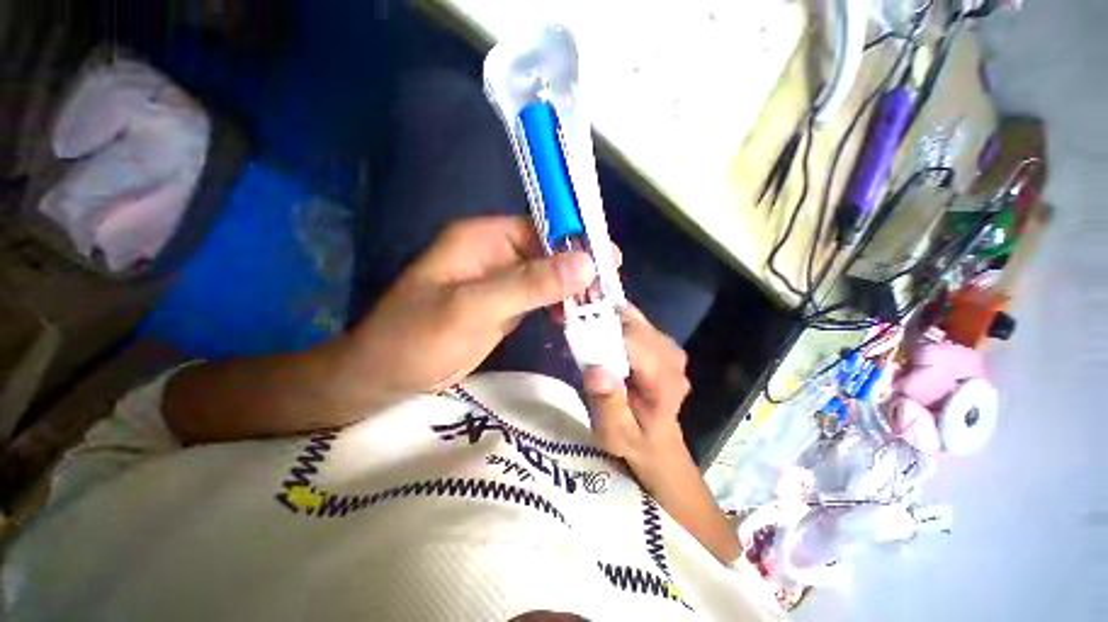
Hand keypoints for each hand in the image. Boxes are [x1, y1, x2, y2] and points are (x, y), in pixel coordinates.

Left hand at [345, 216, 595, 399]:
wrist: (387, 376)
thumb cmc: (418, 337)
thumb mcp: (473, 308)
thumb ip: (528, 284)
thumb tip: (585, 263)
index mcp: (483, 239)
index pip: (541, 227)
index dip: (577, 240)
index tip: (611, 260)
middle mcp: (495, 254)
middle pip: (548, 252)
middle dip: (580, 269)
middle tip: (611, 290)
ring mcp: (501, 281)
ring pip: (547, 277)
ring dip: (572, 290)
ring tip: (600, 306)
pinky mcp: (504, 305)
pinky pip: (539, 298)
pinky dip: (559, 306)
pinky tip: (575, 318)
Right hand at [582, 306, 690, 465]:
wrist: (657, 442)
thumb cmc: (634, 441)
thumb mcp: (615, 435)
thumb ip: (608, 406)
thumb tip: (596, 371)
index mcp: (664, 380)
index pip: (632, 340)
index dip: (602, 331)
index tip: (575, 330)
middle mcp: (672, 357)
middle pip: (632, 324)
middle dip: (600, 319)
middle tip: (572, 321)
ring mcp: (669, 347)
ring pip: (633, 318)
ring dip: (605, 316)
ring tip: (582, 322)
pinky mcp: (661, 343)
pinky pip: (634, 321)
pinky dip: (613, 318)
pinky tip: (598, 327)